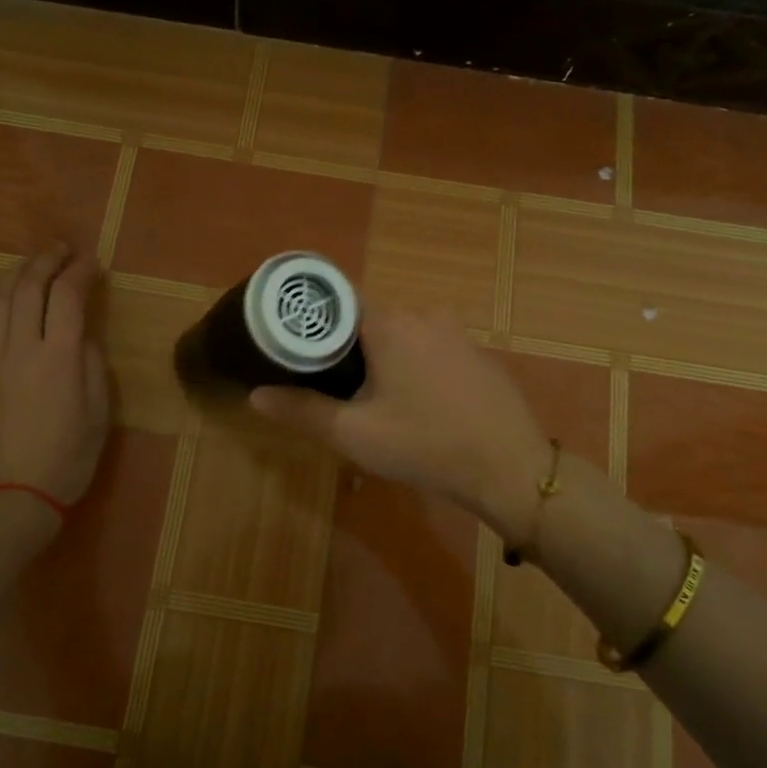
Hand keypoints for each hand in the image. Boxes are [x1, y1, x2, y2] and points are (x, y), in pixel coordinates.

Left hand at [0, 246, 109, 542]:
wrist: (15, 499)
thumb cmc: (69, 460)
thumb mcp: (100, 414)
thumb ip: (93, 366)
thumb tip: (83, 336)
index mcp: (61, 358)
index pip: (69, 297)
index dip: (81, 272)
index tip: (92, 262)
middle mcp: (23, 350)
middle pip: (29, 289)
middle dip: (47, 261)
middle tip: (62, 251)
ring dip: (14, 275)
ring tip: (30, 265)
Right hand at [249, 306, 553, 540]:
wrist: (510, 469)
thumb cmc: (425, 445)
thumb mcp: (354, 434)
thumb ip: (301, 410)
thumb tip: (255, 395)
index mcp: (389, 323)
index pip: (336, 298)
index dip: (309, 316)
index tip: (288, 338)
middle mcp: (423, 314)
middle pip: (366, 317)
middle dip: (342, 344)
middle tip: (322, 380)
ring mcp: (455, 332)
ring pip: (399, 333)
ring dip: (378, 356)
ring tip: (363, 395)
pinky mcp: (475, 354)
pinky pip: (428, 347)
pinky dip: (411, 363)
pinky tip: (412, 402)